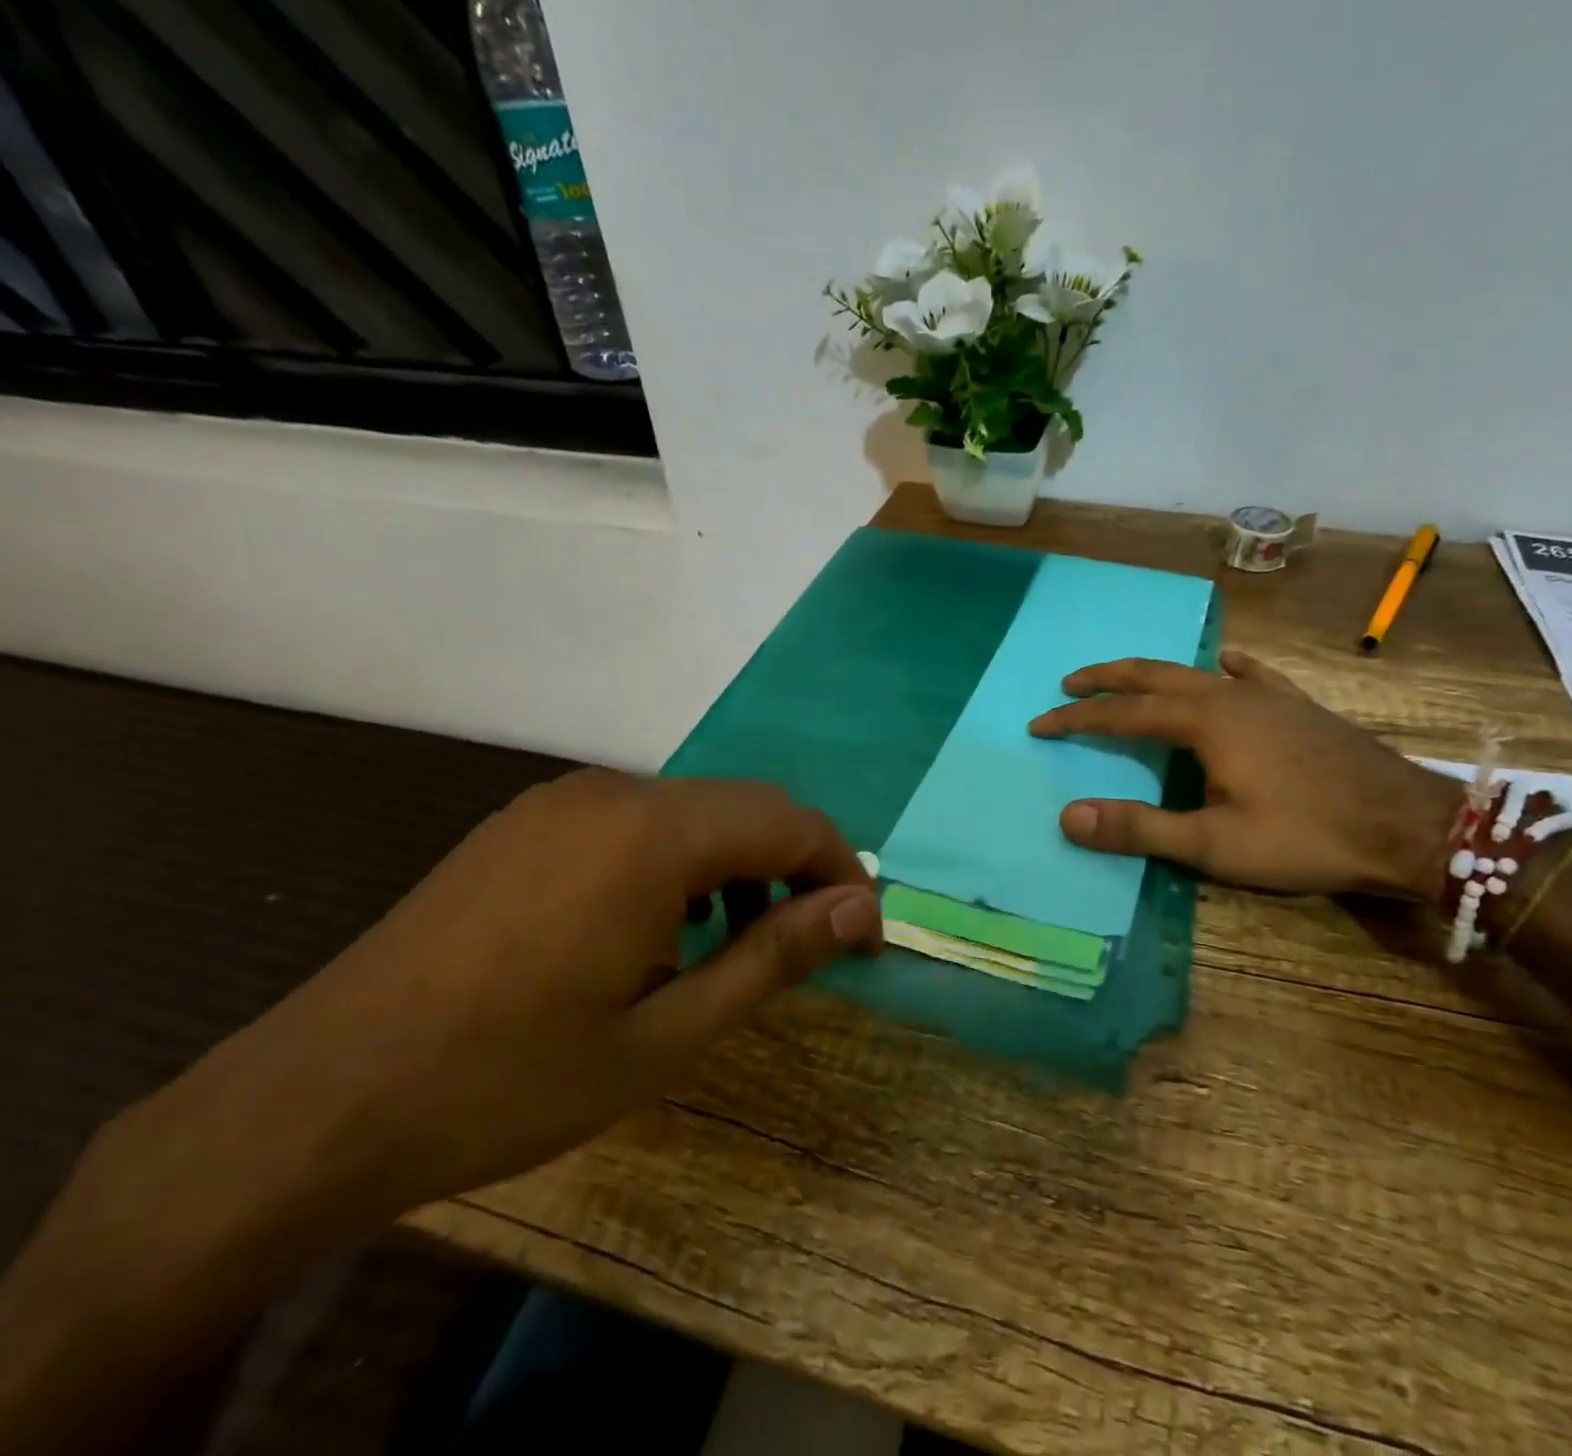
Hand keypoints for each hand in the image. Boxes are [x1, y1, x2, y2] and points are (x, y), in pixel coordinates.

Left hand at [87, 772, 882, 1247]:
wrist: (316, 1102)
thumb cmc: (509, 1079)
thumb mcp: (667, 1036)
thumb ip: (773, 957)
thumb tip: (857, 910)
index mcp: (654, 835)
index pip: (791, 822)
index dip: (842, 873)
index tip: (864, 936)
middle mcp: (615, 792)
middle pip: (747, 807)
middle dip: (797, 867)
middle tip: (814, 943)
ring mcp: (564, 801)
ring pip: (694, 812)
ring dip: (739, 864)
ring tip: (738, 943)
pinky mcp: (528, 822)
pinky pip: (638, 822)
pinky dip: (681, 862)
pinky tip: (661, 927)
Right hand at [1028, 650, 1457, 899]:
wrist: (1409, 825)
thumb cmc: (1306, 836)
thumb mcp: (1214, 844)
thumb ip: (1140, 828)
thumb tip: (1068, 817)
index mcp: (1205, 722)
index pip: (1123, 714)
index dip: (1078, 719)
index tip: (1040, 723)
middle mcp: (1230, 696)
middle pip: (1154, 676)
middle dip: (1108, 679)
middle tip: (1070, 683)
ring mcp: (1269, 697)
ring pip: (1197, 673)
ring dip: (1154, 675)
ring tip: (1128, 679)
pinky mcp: (1300, 707)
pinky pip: (1254, 676)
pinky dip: (1228, 668)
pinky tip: (1227, 662)